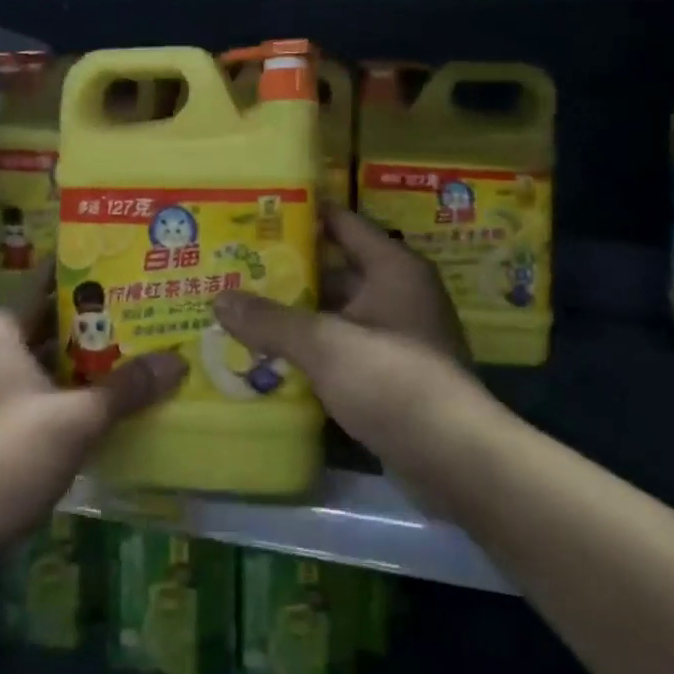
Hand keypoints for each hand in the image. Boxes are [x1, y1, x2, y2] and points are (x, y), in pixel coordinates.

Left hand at [0, 267, 184, 600]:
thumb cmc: (2, 458)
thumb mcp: (73, 421)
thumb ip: (126, 388)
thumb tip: (179, 362)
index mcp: (0, 331)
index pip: (51, 280)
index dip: (93, 270)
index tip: (136, 260)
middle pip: (59, 321)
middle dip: (107, 319)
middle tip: (157, 305)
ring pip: (58, 360)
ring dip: (98, 359)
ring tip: (152, 345)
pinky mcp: (4, 425)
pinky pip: (52, 392)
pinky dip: (83, 392)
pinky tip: (125, 395)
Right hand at [213, 208, 484, 489]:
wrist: (455, 459)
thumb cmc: (392, 380)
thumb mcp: (324, 344)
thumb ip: (271, 320)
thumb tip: (219, 298)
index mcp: (393, 267)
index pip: (342, 223)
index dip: (302, 216)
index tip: (257, 215)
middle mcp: (399, 292)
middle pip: (336, 269)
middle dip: (289, 271)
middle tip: (237, 267)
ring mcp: (397, 334)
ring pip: (337, 312)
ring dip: (298, 314)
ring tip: (244, 310)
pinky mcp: (392, 374)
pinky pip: (344, 347)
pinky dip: (314, 348)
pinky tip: (272, 355)